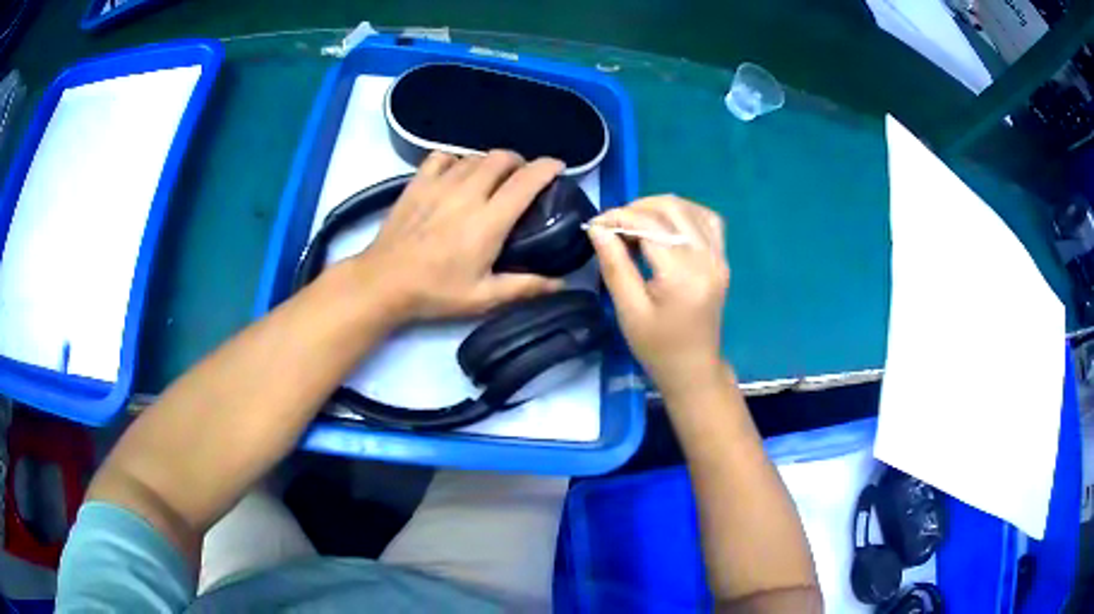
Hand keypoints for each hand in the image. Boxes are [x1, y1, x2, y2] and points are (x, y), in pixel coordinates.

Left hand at [350, 150, 564, 321]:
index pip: (526, 181)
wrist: (383, 282)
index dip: (547, 168)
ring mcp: (439, 184)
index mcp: (488, 220)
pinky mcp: (417, 182)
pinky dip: (457, 160)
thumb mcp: (483, 297)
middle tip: (523, 178)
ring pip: (474, 156)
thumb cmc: (435, 292)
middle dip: (519, 162)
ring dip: (490, 162)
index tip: (558, 168)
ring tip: (492, 178)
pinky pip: (442, 156)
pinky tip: (457, 174)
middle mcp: (467, 193)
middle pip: (501, 158)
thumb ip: (525, 287)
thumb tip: (562, 284)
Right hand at [588, 196, 728, 394]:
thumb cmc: (657, 347)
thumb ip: (614, 265)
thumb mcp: (628, 310)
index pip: (649, 225)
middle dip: (637, 208)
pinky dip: (684, 213)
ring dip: (659, 207)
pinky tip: (666, 224)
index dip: (619, 217)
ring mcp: (719, 257)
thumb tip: (598, 228)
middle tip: (613, 225)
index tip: (595, 224)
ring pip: (689, 209)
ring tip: (635, 224)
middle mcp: (707, 258)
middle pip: (672, 208)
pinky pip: (707, 220)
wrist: (693, 368)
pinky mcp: (722, 258)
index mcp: (682, 274)